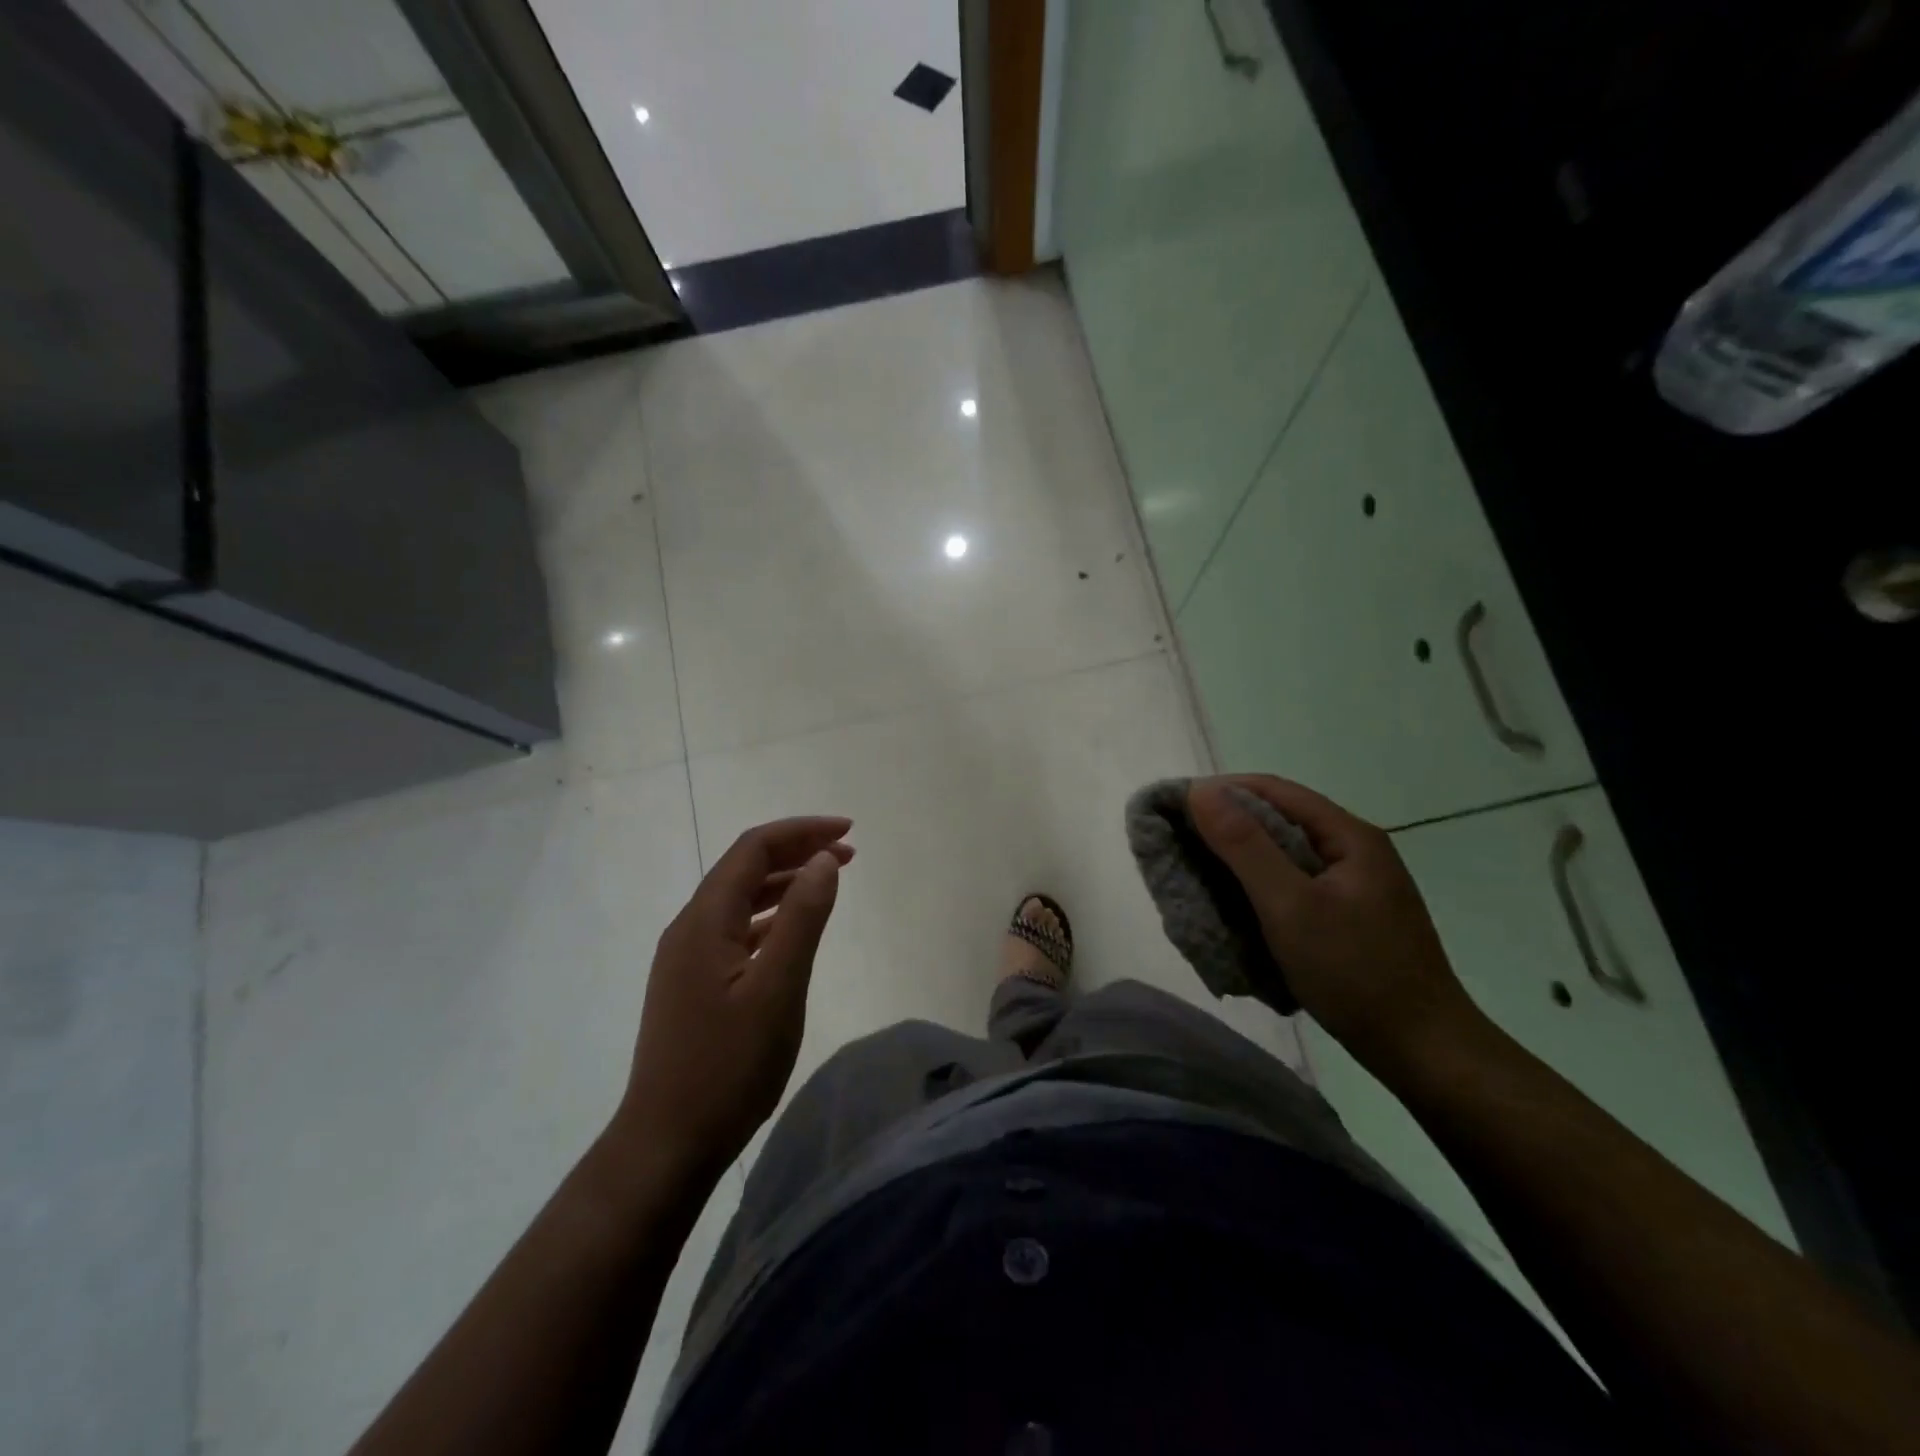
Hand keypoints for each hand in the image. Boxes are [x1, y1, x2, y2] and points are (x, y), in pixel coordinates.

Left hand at [617, 816, 852, 1184]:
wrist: (667, 1143)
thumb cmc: (727, 1067)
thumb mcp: (777, 990)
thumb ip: (802, 919)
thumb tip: (823, 860)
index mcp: (705, 920)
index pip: (753, 848)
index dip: (801, 831)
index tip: (848, 832)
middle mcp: (690, 927)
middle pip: (745, 867)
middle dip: (797, 850)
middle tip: (848, 852)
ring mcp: (688, 957)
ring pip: (741, 898)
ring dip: (785, 881)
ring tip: (829, 880)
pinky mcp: (693, 983)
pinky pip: (736, 928)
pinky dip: (771, 915)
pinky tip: (793, 929)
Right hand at [1188, 776, 1482, 1069]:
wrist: (1424, 1050)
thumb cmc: (1355, 971)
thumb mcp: (1290, 905)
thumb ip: (1244, 846)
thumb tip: (1200, 791)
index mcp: (1349, 836)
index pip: (1274, 790)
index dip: (1221, 791)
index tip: (1174, 807)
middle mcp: (1354, 851)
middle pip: (1280, 819)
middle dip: (1227, 825)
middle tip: (1179, 842)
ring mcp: (1354, 885)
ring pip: (1285, 854)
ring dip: (1241, 857)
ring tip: (1198, 871)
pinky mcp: (1349, 916)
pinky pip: (1293, 884)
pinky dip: (1259, 885)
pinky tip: (1237, 903)